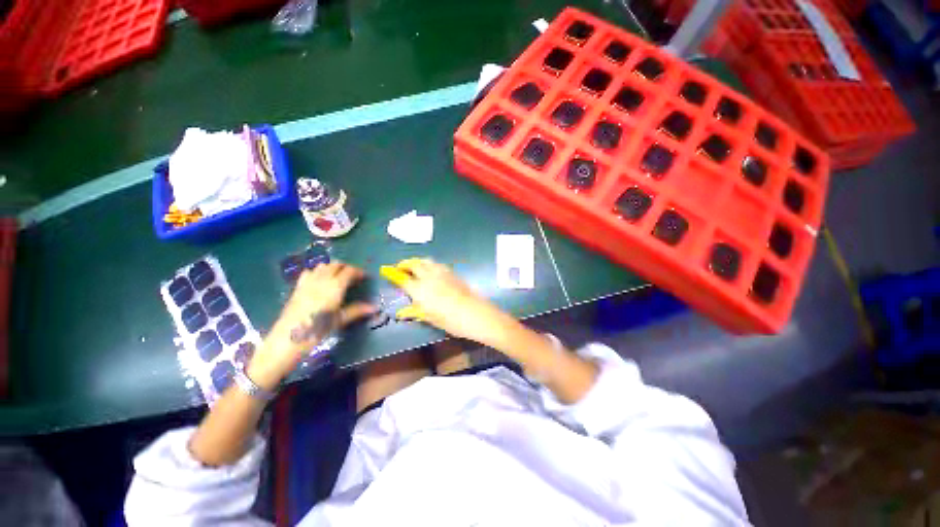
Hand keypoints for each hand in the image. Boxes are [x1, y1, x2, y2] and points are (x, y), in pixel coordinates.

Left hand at [249, 262, 373, 388]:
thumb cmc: (317, 330)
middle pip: (336, 264)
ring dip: (333, 268)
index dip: (359, 272)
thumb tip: (375, 308)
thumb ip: (357, 311)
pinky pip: (309, 272)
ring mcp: (308, 282)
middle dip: (347, 267)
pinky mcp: (297, 288)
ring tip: (338, 278)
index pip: (349, 271)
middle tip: (354, 277)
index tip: (365, 277)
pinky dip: (317, 272)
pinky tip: (319, 282)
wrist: (287, 338)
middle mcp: (322, 280)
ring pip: (322, 266)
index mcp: (335, 286)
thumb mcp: (339, 320)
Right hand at [381, 258, 514, 345]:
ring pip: (426, 261)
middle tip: (400, 267)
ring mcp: (442, 273)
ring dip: (417, 261)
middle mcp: (429, 277)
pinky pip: (437, 264)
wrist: (475, 313)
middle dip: (404, 263)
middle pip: (413, 264)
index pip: (402, 278)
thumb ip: (416, 311)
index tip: (385, 269)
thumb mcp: (431, 318)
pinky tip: (431, 271)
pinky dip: (429, 264)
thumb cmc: (451, 320)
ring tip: (414, 267)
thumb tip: (402, 312)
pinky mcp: (452, 273)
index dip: (393, 273)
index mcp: (420, 290)